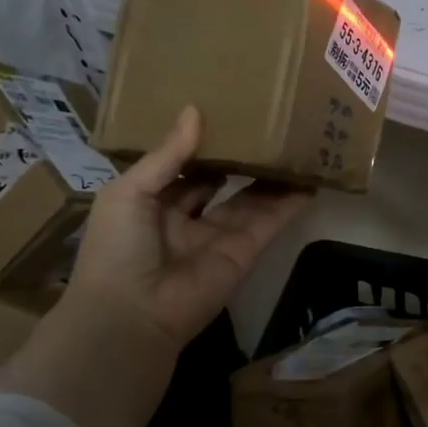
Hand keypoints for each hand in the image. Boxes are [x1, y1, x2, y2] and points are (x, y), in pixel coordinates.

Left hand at [66, 105, 311, 357]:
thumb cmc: (117, 249)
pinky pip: (271, 221)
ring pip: (252, 198)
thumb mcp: (128, 192)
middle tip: (267, 123)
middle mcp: (189, 218)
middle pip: (222, 181)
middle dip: (241, 157)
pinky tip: (310, 176)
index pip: (184, 167)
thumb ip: (166, 154)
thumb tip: (195, 110)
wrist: (132, 316)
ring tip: (296, 142)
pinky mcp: (246, 251)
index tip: (226, 112)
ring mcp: (220, 236)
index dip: (204, 143)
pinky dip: (291, 201)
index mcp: (154, 203)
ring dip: (272, 175)